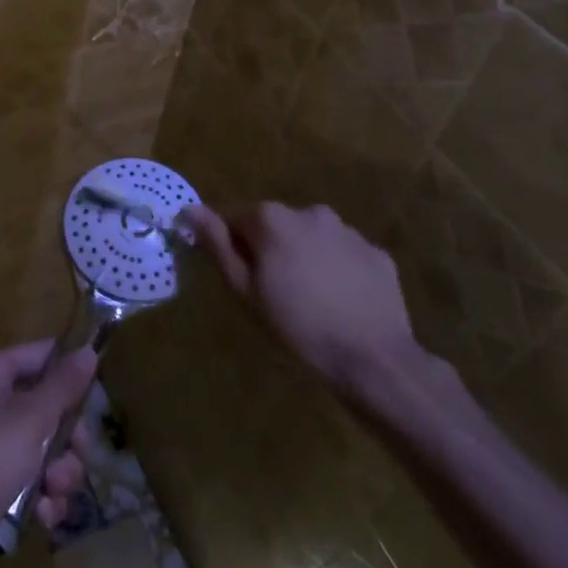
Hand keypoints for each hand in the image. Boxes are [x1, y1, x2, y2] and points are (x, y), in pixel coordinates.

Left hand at [0, 340, 96, 567]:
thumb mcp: (33, 417)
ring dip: (59, 473)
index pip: (41, 355)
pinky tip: (43, 514)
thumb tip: (88, 350)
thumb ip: (64, 385)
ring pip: (46, 448)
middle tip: (77, 452)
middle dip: (68, 436)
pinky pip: (32, 481)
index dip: (69, 371)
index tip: (95, 394)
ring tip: (54, 490)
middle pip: (48, 406)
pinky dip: (43, 498)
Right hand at [182, 201, 421, 387]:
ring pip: (312, 237)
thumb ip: (217, 245)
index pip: (237, 219)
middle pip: (276, 225)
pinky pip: (345, 254)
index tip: (243, 279)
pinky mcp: (376, 252)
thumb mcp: (245, 290)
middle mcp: (310, 212)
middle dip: (271, 249)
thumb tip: (191, 209)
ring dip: (305, 256)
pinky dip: (338, 269)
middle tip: (275, 293)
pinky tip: (341, 302)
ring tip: (311, 299)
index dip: (234, 247)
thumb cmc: (297, 326)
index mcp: (272, 218)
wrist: (372, 358)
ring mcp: (348, 231)